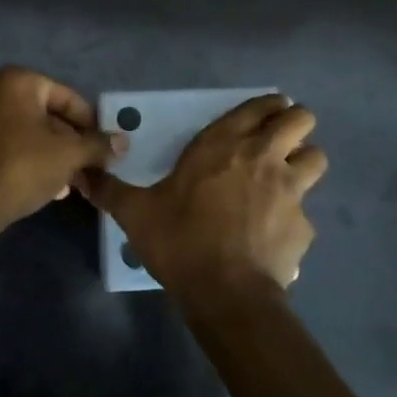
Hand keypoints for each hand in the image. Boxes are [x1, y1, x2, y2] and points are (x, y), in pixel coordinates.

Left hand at [0, 66, 126, 229]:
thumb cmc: (22, 167)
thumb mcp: (68, 155)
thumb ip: (98, 145)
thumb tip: (124, 142)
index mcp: (17, 81)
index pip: (67, 97)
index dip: (90, 124)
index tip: (104, 147)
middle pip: (46, 114)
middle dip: (70, 142)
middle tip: (89, 166)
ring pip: (27, 131)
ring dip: (52, 153)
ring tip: (72, 182)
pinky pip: (7, 143)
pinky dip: (28, 157)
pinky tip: (47, 185)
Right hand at [74, 94, 326, 298]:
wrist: (225, 292)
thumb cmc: (180, 239)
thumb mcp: (136, 212)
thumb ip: (109, 190)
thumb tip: (80, 175)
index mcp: (225, 142)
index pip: (263, 104)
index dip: (268, 106)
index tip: (261, 116)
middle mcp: (263, 156)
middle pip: (302, 118)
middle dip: (294, 125)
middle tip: (276, 143)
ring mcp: (290, 189)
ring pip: (317, 157)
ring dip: (304, 164)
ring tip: (285, 180)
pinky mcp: (304, 225)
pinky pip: (307, 212)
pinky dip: (295, 218)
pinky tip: (275, 234)